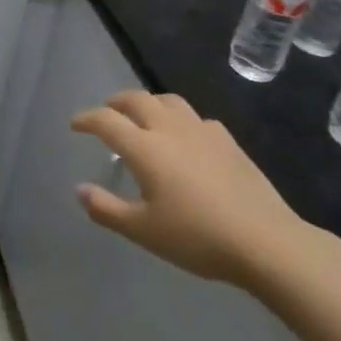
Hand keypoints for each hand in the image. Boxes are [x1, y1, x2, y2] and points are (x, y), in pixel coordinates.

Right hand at [73, 90, 314, 289]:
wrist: (264, 241)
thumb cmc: (197, 237)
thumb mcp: (143, 231)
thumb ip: (107, 209)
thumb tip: (80, 189)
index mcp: (144, 147)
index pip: (106, 120)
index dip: (86, 119)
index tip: (75, 124)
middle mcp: (169, 128)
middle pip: (137, 99)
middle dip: (116, 102)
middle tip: (107, 113)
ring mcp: (202, 130)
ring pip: (168, 100)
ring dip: (149, 103)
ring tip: (144, 116)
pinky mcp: (227, 140)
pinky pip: (196, 118)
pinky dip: (180, 120)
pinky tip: (186, 138)